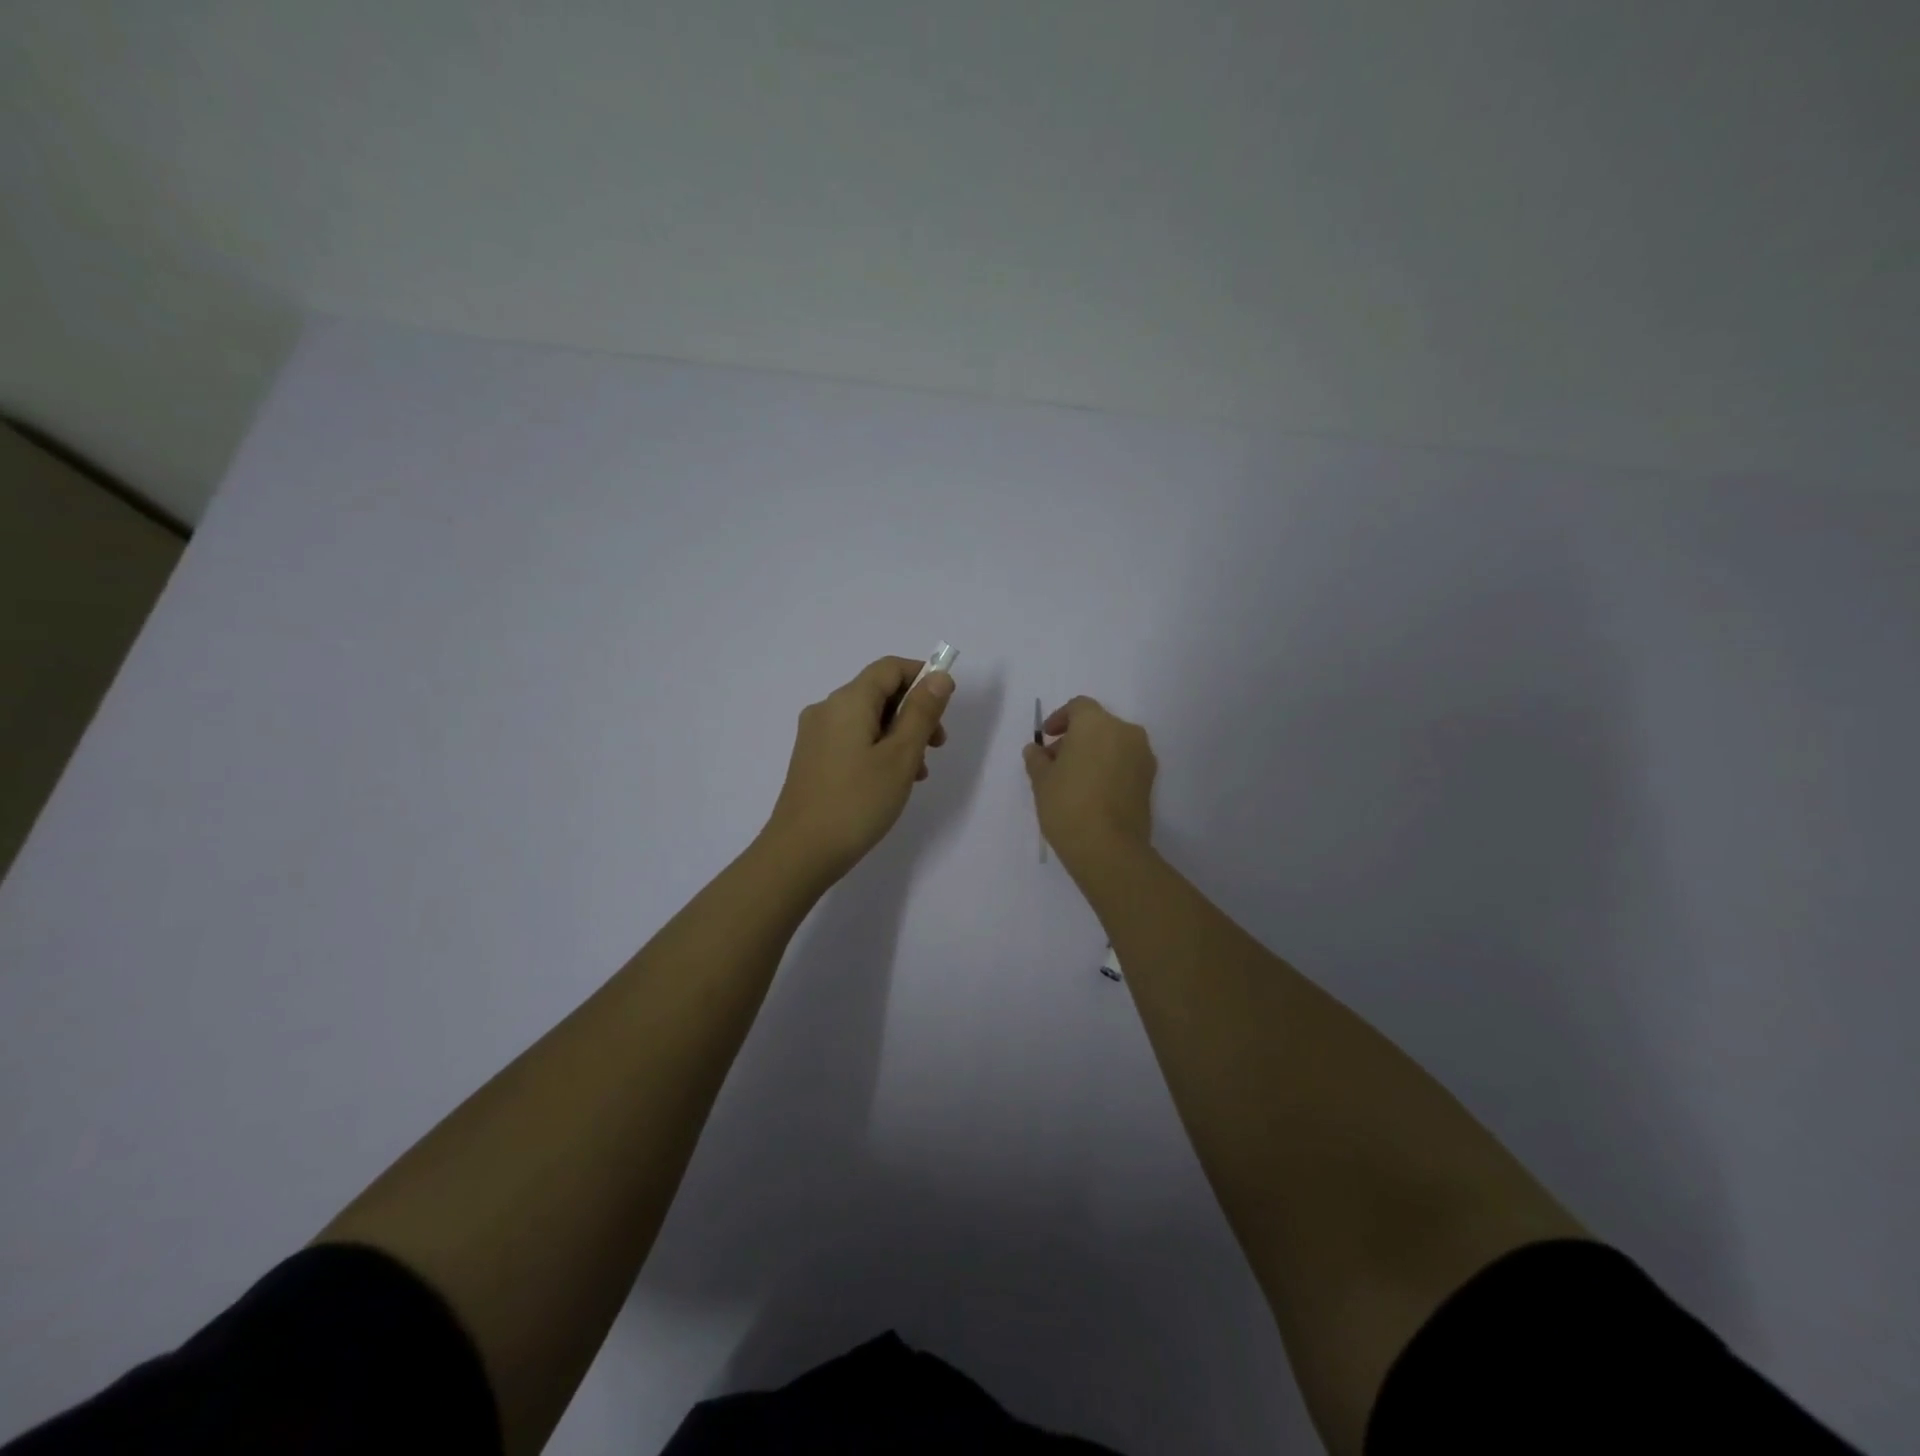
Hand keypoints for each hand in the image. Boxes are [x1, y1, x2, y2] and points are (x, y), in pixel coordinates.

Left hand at [762, 656, 953, 882]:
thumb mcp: (901, 756)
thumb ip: (922, 713)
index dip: (923, 678)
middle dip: (914, 713)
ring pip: (868, 719)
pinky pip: (853, 739)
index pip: (891, 667)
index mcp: (848, 701)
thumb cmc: (857, 802)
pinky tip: (892, 782)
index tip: (945, 710)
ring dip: (899, 735)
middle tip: (937, 747)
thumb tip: (939, 677)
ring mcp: (816, 735)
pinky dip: (878, 749)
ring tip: (918, 773)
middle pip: (879, 692)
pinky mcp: (812, 759)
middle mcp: (827, 709)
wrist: (800, 852)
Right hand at [1022, 696, 1155, 877]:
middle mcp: (1125, 732)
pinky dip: (1109, 768)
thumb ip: (1037, 759)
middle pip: (1097, 725)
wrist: (1108, 848)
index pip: (1078, 707)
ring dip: (1094, 753)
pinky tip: (1092, 791)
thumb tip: (1036, 750)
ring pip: (1113, 744)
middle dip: (1075, 738)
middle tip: (1055, 762)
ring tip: (1073, 780)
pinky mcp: (1150, 780)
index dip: (1059, 719)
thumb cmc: (1068, 804)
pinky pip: (1125, 763)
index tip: (1046, 739)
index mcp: (1096, 723)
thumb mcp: (1041, 780)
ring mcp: (1142, 756)